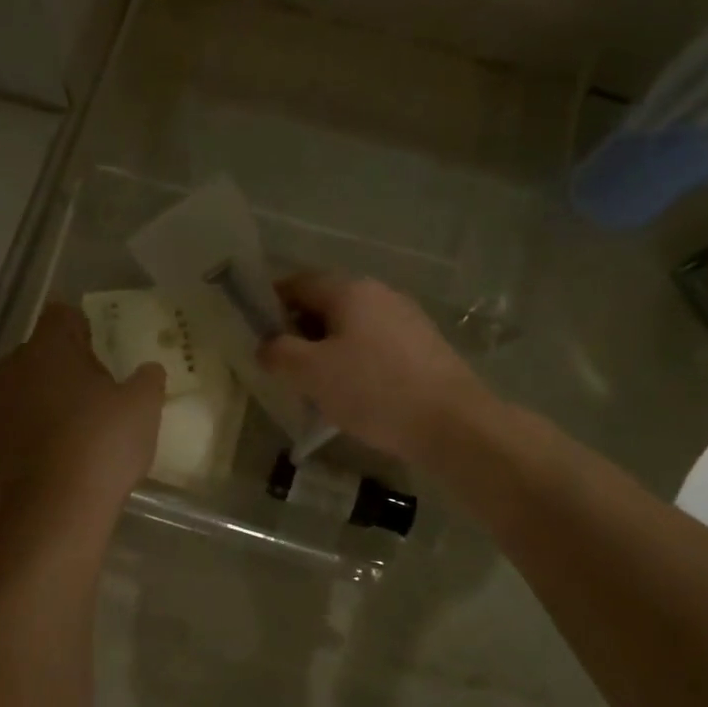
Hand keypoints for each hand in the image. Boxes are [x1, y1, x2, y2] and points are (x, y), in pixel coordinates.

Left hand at [0, 303, 164, 507]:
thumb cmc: (102, 445)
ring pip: (18, 390)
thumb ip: (148, 379)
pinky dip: (20, 435)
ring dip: (38, 400)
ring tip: (66, 431)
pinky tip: (44, 459)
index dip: (81, 327)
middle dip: (60, 367)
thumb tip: (147, 370)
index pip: (61, 314)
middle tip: (91, 396)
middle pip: (37, 353)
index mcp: (50, 348)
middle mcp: (13, 367)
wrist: (55, 509)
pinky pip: (4, 427)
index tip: (98, 350)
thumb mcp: (143, 408)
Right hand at [259, 272, 483, 463]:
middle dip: (299, 330)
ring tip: (314, 384)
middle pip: (326, 304)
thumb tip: (266, 346)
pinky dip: (356, 361)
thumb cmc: (373, 390)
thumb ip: (279, 354)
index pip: (298, 283)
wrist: (452, 423)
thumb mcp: (311, 373)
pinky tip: (353, 393)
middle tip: (281, 364)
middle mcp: (380, 294)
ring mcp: (406, 319)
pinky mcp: (424, 347)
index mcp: (349, 290)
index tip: (255, 331)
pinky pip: (376, 345)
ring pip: (352, 327)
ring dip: (328, 348)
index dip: (271, 303)